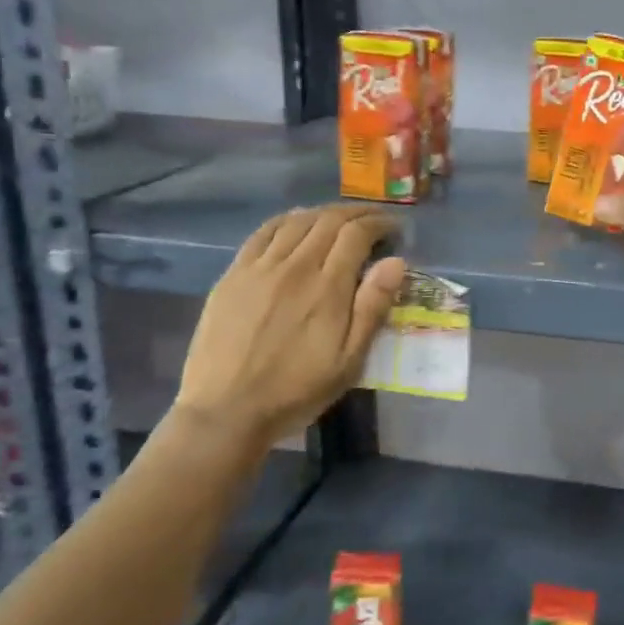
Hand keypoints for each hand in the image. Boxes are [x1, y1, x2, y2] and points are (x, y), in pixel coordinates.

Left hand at [175, 205, 406, 449]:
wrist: (226, 411)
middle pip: (328, 220)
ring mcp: (260, 268)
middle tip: (373, 220)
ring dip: (324, 213)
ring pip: (297, 221)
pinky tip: (296, 223)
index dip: (379, 224)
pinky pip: (263, 233)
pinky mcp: (234, 275)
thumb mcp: (349, 361)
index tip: (394, 229)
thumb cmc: (297, 391)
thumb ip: (372, 308)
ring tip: (339, 220)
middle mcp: (295, 267)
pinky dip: (286, 220)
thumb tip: (396, 262)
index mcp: (327, 288)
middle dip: (356, 213)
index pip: (357, 234)